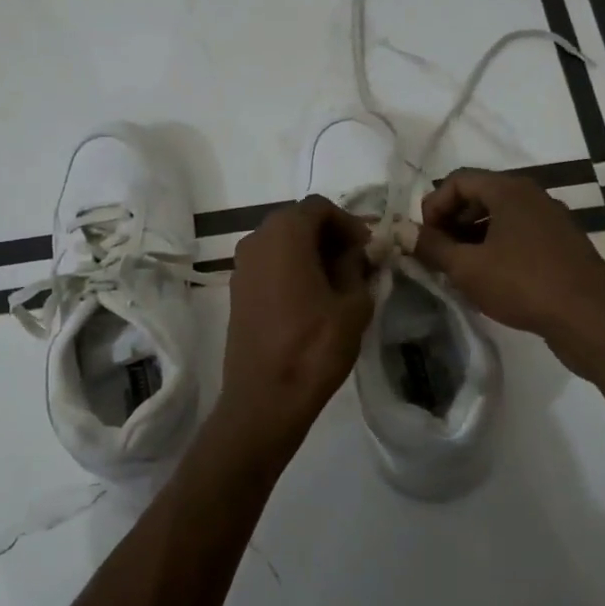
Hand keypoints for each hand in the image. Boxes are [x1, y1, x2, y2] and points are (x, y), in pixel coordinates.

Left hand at [214, 196, 373, 447]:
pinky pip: (269, 264)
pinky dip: (291, 268)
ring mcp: (241, 266)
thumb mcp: (353, 304)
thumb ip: (357, 268)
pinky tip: (312, 297)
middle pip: (298, 221)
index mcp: (284, 234)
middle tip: (357, 262)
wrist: (265, 398)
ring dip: (310, 252)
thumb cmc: (314, 347)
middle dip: (329, 235)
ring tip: (338, 281)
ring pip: (282, 243)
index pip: (320, 207)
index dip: (348, 222)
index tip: (367, 249)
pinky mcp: (237, 290)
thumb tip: (356, 254)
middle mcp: (256, 240)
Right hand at [413, 169, 604, 368]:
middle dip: (451, 222)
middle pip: (479, 196)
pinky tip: (489, 280)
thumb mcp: (467, 267)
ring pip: (500, 218)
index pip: (458, 179)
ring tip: (458, 270)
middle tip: (437, 254)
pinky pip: (519, 236)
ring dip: (472, 238)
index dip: (433, 205)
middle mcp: (533, 196)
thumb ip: (431, 246)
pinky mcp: (562, 246)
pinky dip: (496, 249)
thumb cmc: (523, 284)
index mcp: (510, 190)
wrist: (592, 319)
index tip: (424, 238)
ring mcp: (551, 220)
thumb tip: (401, 232)